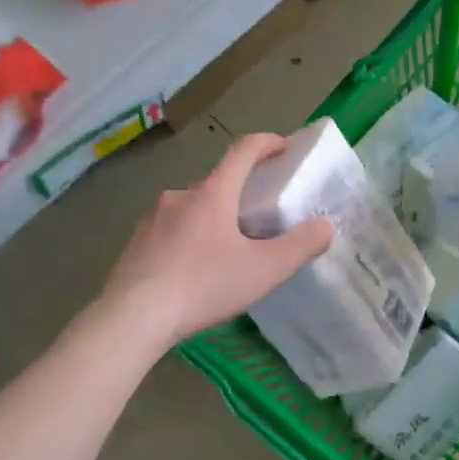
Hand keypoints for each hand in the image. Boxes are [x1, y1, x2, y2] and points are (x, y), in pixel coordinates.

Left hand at [102, 133, 333, 346]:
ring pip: (192, 208)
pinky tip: (192, 271)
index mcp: (213, 193)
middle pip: (217, 182)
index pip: (243, 151)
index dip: (267, 143)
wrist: (133, 316)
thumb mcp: (264, 270)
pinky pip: (170, 230)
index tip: (283, 146)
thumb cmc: (204, 286)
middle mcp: (180, 196)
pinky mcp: (135, 242)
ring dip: (212, 218)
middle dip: (240, 192)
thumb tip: (325, 227)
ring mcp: (152, 218)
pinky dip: (188, 239)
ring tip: (226, 251)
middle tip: (259, 218)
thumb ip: (300, 246)